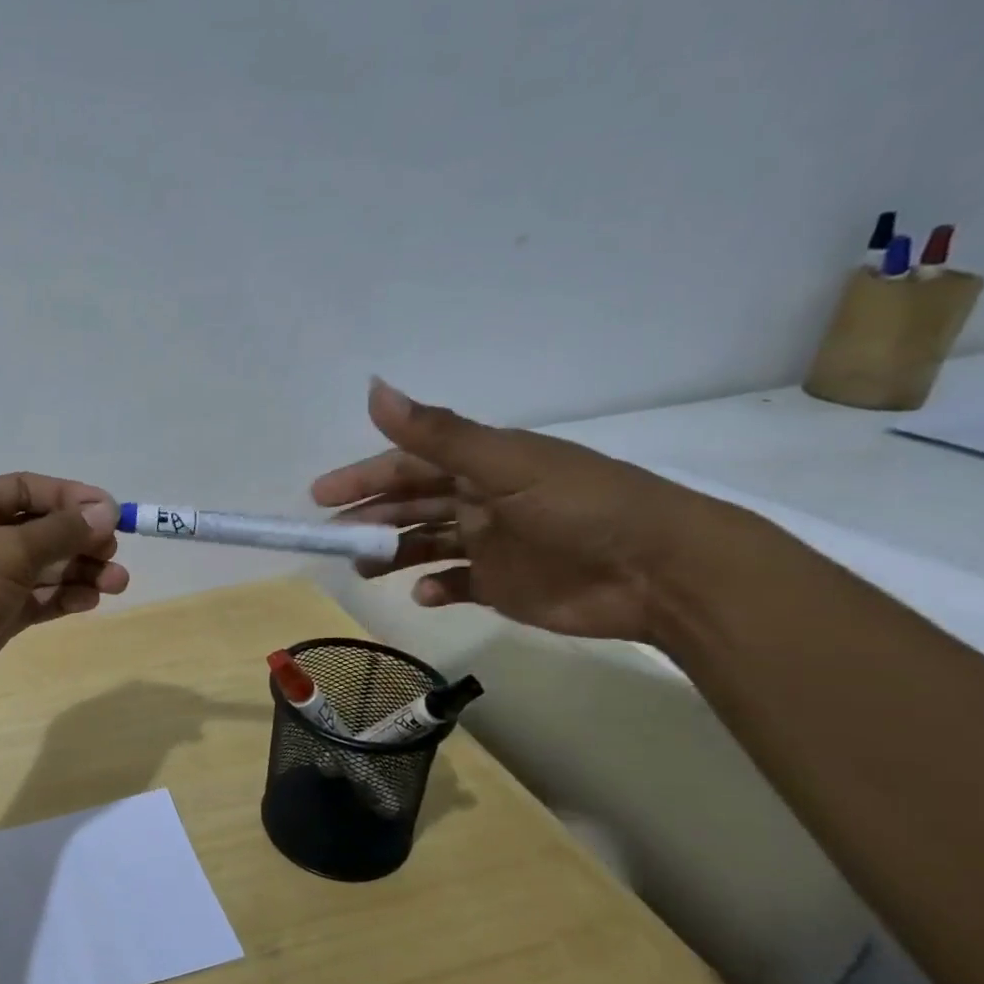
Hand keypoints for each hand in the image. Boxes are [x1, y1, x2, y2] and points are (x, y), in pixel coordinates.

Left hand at [0, 474, 128, 721]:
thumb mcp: (8, 551)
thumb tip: (106, 512)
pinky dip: (62, 597)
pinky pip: (35, 599)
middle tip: (114, 554)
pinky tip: (89, 601)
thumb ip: (60, 532)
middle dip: (80, 540)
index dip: (72, 498)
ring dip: (79, 572)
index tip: (112, 513)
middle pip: (40, 529)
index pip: (29, 489)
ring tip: (116, 583)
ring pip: (42, 567)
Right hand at [311, 378, 716, 642]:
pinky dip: (433, 587)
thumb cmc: (583, 508)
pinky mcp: (503, 584)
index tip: (321, 495)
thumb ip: (438, 435)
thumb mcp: (506, 466)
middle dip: (370, 517)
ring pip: (424, 543)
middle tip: (332, 537)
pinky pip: (454, 583)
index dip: (364, 477)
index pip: (408, 465)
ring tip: (365, 568)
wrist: (662, 573)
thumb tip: (374, 389)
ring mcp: (491, 544)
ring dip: (392, 553)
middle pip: (411, 505)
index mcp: (483, 465)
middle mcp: (481, 499)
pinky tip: (422, 594)